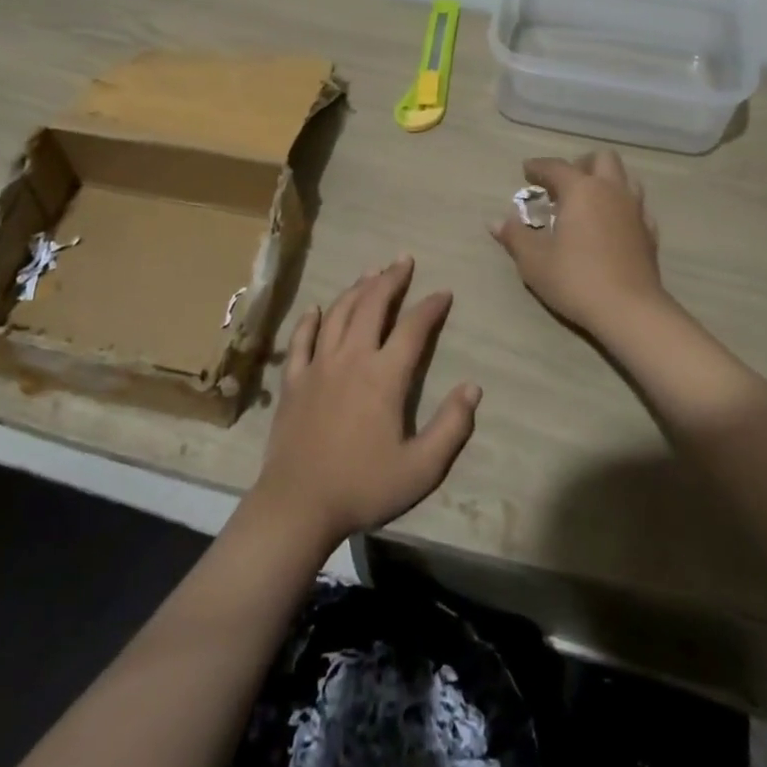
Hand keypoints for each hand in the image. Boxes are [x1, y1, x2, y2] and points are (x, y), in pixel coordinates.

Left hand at [249, 257, 480, 550]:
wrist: (298, 505)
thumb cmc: (363, 487)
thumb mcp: (421, 468)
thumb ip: (451, 427)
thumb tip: (473, 388)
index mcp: (384, 376)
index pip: (413, 328)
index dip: (431, 307)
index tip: (443, 293)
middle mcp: (351, 358)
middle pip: (372, 306)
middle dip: (391, 279)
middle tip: (403, 261)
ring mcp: (318, 365)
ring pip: (338, 313)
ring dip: (356, 289)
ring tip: (370, 273)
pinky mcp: (293, 380)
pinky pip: (301, 340)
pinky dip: (309, 320)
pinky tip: (315, 308)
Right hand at [490, 150, 670, 339]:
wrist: (629, 310)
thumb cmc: (575, 279)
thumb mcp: (534, 261)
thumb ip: (515, 236)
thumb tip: (497, 222)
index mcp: (581, 190)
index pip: (556, 167)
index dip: (538, 167)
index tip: (526, 170)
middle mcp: (611, 191)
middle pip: (602, 159)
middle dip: (581, 165)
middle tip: (563, 185)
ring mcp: (636, 211)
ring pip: (625, 179)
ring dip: (606, 182)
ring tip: (588, 202)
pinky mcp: (650, 234)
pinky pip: (637, 208)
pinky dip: (622, 208)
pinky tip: (611, 226)